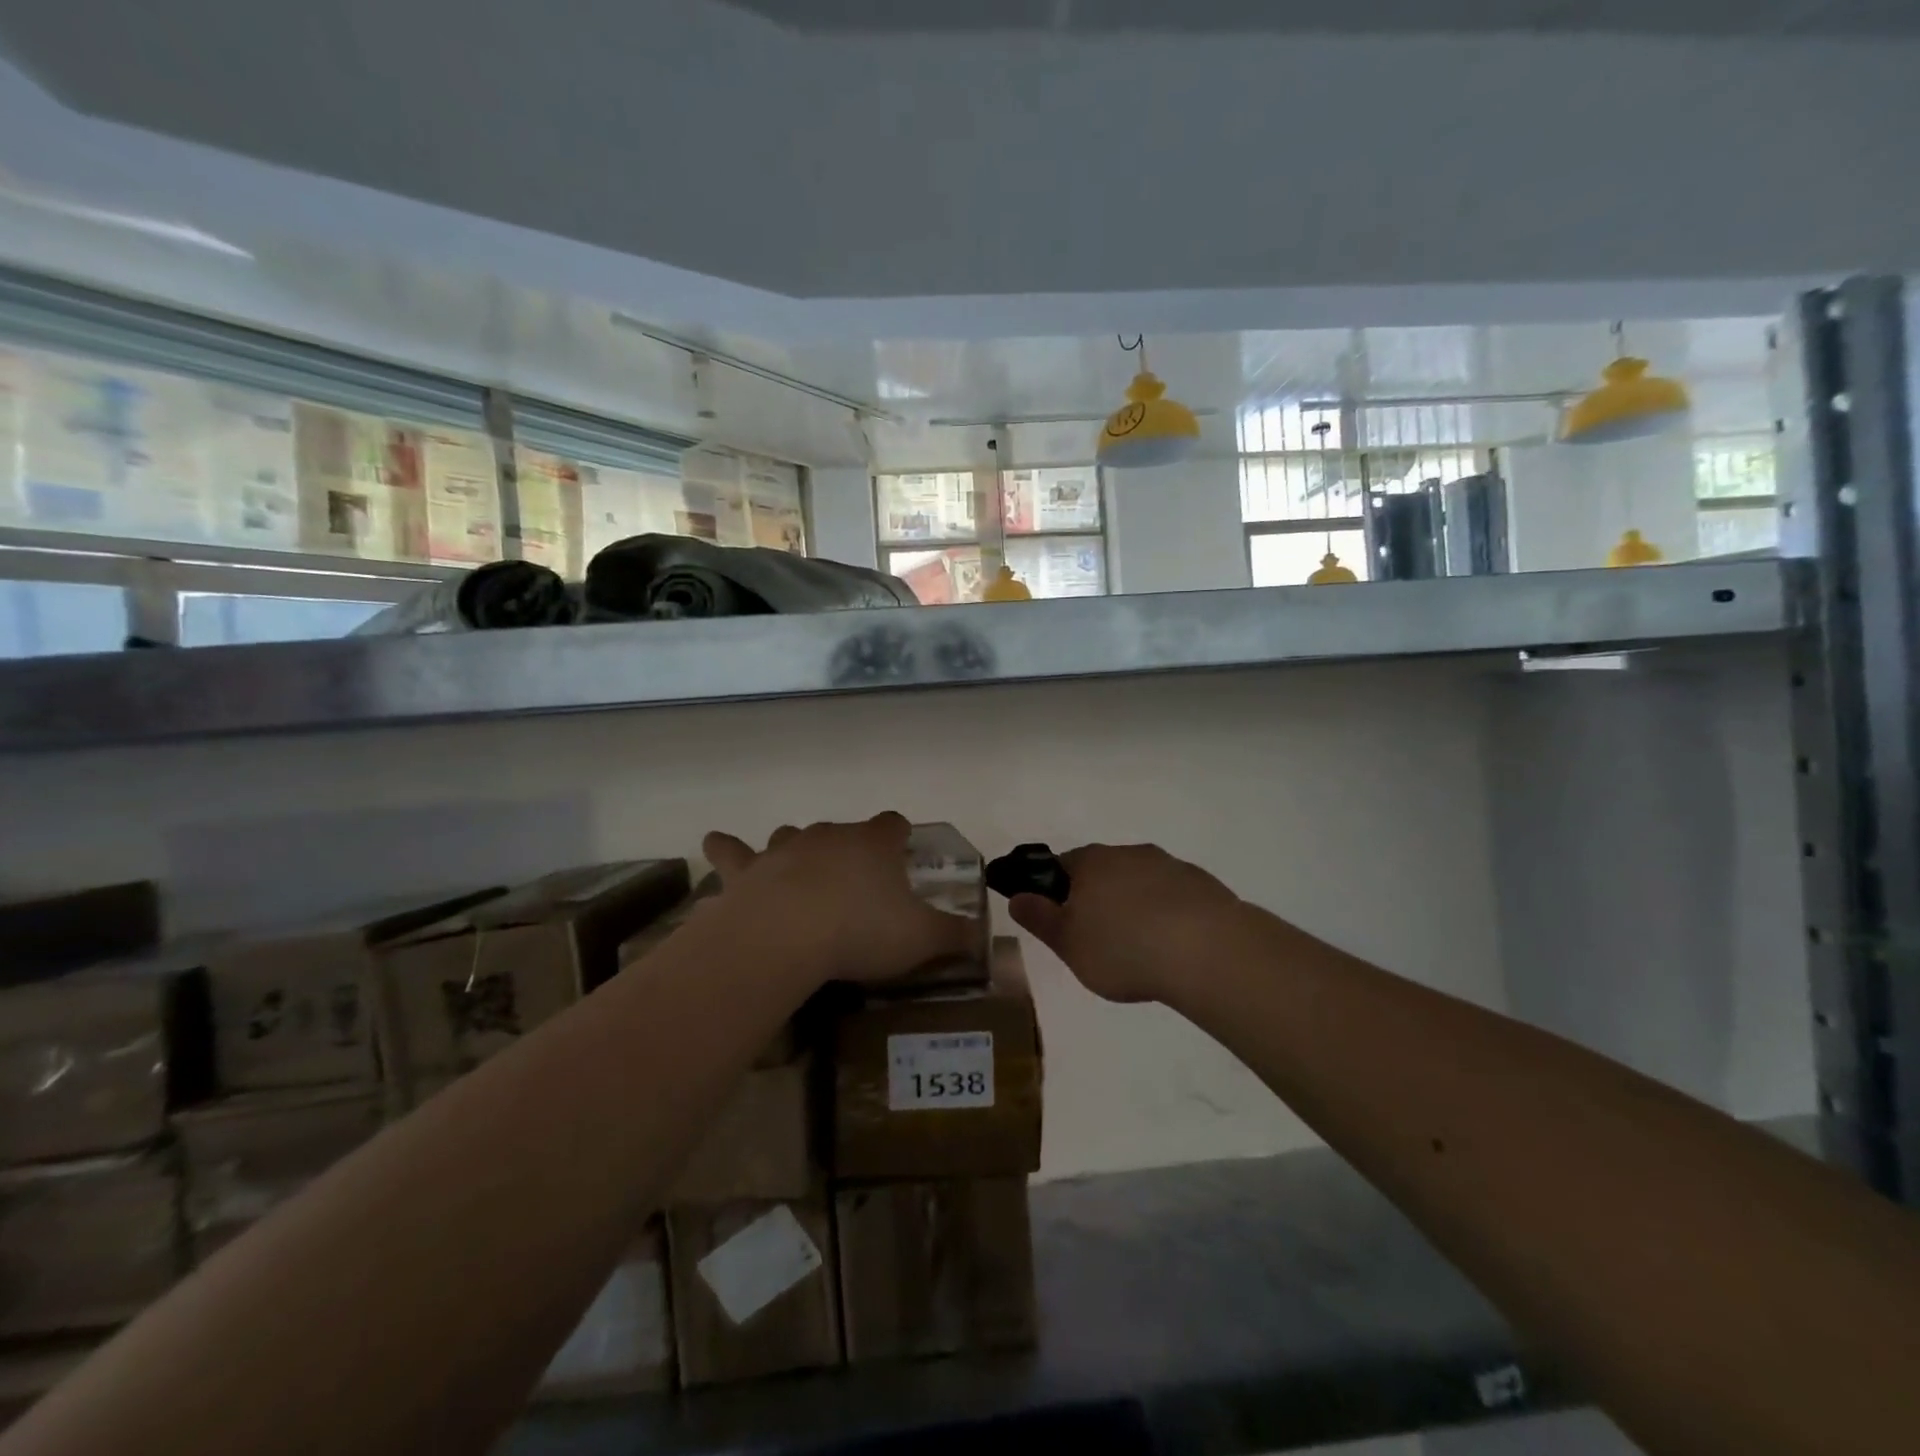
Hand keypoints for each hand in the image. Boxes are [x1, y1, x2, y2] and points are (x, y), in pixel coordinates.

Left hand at [702, 813, 975, 985]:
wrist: (787, 936)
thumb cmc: (861, 931)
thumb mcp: (921, 939)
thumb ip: (955, 936)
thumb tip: (981, 937)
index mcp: (874, 844)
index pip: (894, 824)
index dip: (900, 837)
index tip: (903, 853)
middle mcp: (830, 835)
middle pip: (843, 830)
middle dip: (850, 850)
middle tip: (855, 885)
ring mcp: (785, 848)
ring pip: (792, 835)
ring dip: (797, 849)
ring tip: (801, 873)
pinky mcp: (748, 870)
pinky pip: (734, 851)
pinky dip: (727, 848)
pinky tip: (716, 842)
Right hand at [1008, 843, 1242, 1002]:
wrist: (1207, 950)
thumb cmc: (1123, 948)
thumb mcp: (1068, 943)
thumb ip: (1040, 919)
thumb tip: (1016, 896)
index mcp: (1090, 862)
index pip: (1061, 866)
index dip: (1056, 891)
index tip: (1062, 922)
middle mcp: (1128, 853)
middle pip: (1103, 871)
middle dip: (1098, 898)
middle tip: (1100, 940)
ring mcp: (1169, 865)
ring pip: (1140, 881)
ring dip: (1135, 905)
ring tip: (1141, 948)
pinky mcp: (1202, 884)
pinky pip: (1174, 896)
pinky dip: (1168, 914)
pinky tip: (1174, 946)